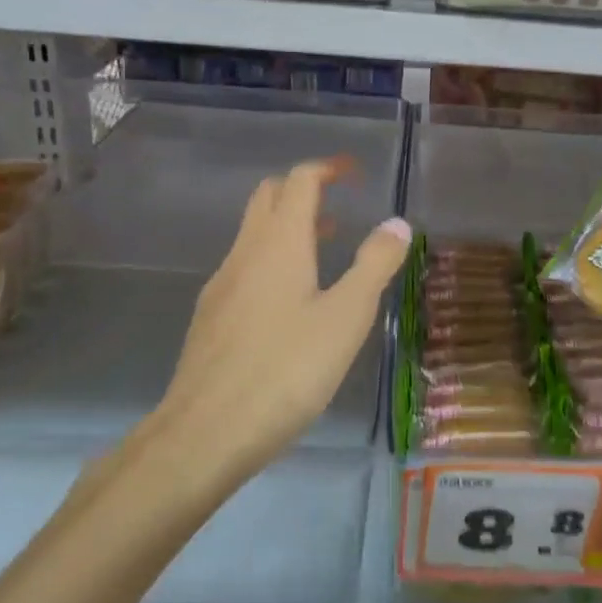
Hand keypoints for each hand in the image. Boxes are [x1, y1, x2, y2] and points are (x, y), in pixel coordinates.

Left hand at [152, 160, 410, 483]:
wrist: (205, 433)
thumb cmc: (286, 370)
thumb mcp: (346, 317)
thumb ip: (374, 265)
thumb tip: (396, 223)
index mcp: (280, 243)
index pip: (299, 181)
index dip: (327, 168)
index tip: (353, 173)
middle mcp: (245, 252)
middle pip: (268, 197)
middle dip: (303, 189)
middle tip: (338, 204)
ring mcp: (221, 284)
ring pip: (253, 233)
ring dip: (288, 225)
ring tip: (326, 248)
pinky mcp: (210, 316)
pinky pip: (244, 266)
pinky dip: (272, 258)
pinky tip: (291, 301)